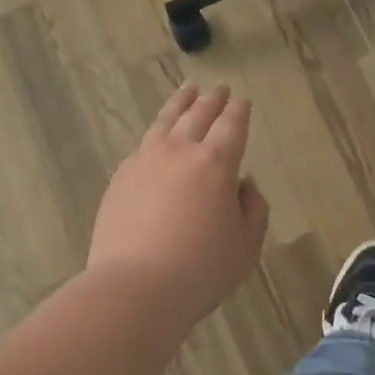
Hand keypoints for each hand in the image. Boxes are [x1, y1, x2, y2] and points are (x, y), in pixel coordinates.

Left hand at [87, 83, 269, 328]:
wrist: (134, 286)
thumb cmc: (200, 269)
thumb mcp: (246, 245)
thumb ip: (252, 208)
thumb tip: (242, 184)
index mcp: (216, 163)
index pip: (231, 125)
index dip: (239, 111)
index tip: (242, 101)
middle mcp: (180, 150)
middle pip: (199, 114)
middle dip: (212, 99)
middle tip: (220, 88)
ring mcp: (146, 159)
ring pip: (166, 120)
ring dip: (181, 102)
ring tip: (188, 89)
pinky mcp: (122, 175)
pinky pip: (144, 144)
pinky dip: (157, 132)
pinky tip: (158, 137)